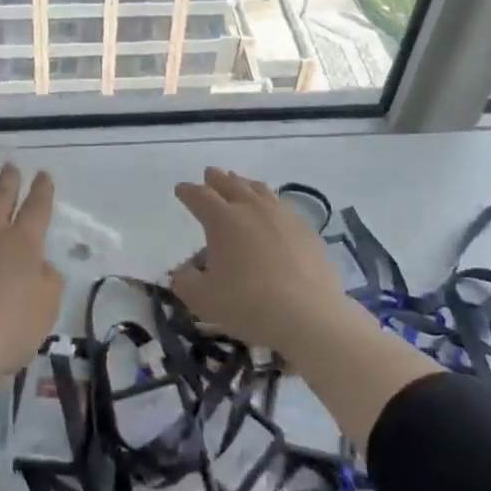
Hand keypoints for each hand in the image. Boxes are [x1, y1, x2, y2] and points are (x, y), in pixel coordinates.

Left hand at [0, 164, 61, 388]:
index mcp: (25, 243)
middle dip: (10, 179)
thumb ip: (49, 282)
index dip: (42, 189)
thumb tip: (41, 265)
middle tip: (11, 167)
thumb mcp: (45, 312)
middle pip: (3, 195)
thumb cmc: (4, 333)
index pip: (37, 207)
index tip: (43, 175)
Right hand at [170, 168, 353, 359]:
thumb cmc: (248, 305)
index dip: (188, 191)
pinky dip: (271, 204)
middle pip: (231, 184)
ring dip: (245, 185)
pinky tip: (274, 214)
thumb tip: (183, 271)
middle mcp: (253, 209)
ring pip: (260, 190)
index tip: (181, 189)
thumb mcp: (202, 299)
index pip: (200, 196)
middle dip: (217, 179)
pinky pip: (284, 207)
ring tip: (240, 184)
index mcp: (223, 219)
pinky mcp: (307, 230)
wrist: (309, 315)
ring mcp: (283, 216)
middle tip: (210, 174)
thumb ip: (185, 282)